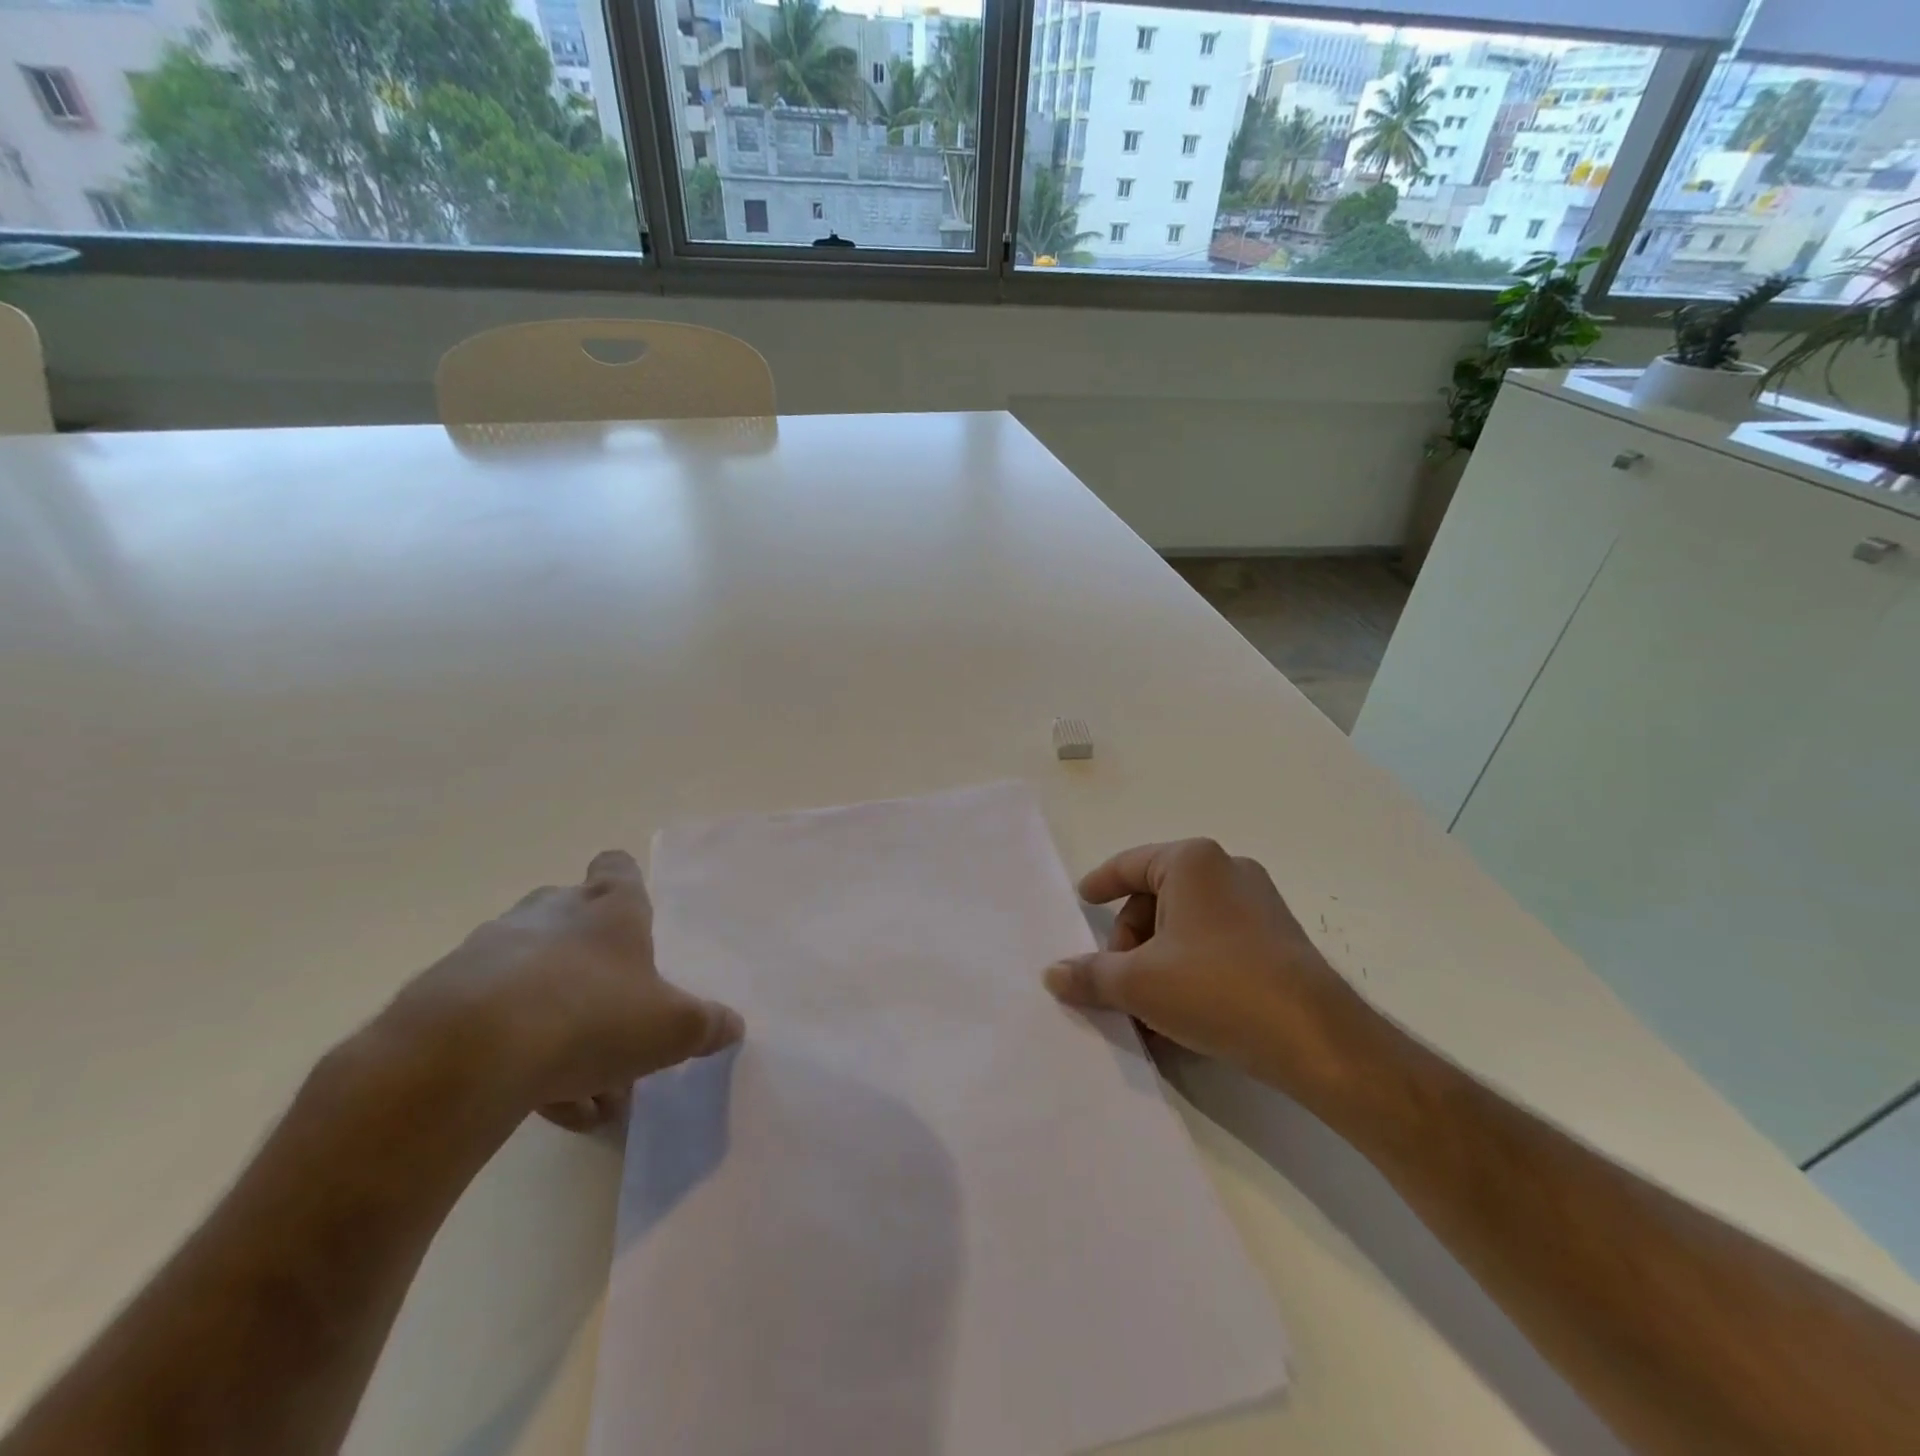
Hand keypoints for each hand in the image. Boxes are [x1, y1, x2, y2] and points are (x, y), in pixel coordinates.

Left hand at [388, 850, 742, 1131]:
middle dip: (592, 964)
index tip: (633, 918)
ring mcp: (489, 951)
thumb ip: (706, 1025)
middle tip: (614, 1017)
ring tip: (581, 1087)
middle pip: (571, 919)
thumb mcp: (671, 1028)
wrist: (465, 1056)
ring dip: (556, 1021)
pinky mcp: (441, 997)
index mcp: (608, 908)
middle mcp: (548, 914)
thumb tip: (732, 1026)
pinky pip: (491, 1020)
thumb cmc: (592, 1016)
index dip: (626, 885)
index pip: (617, 868)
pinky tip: (538, 1103)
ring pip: (532, 979)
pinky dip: (515, 1054)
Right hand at [1043, 839, 1372, 1100]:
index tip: (1083, 899)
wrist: (1315, 1038)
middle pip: (1157, 896)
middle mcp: (1227, 869)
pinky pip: (1216, 939)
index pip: (1129, 864)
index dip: (1100, 883)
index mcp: (1191, 862)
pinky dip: (1190, 964)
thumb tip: (1052, 974)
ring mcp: (1259, 901)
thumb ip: (1089, 975)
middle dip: (1130, 937)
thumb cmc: (1215, 988)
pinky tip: (1184, 1007)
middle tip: (1117, 978)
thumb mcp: (1138, 983)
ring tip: (1148, 1003)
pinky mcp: (1278, 936)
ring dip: (1158, 956)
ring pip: (1186, 921)